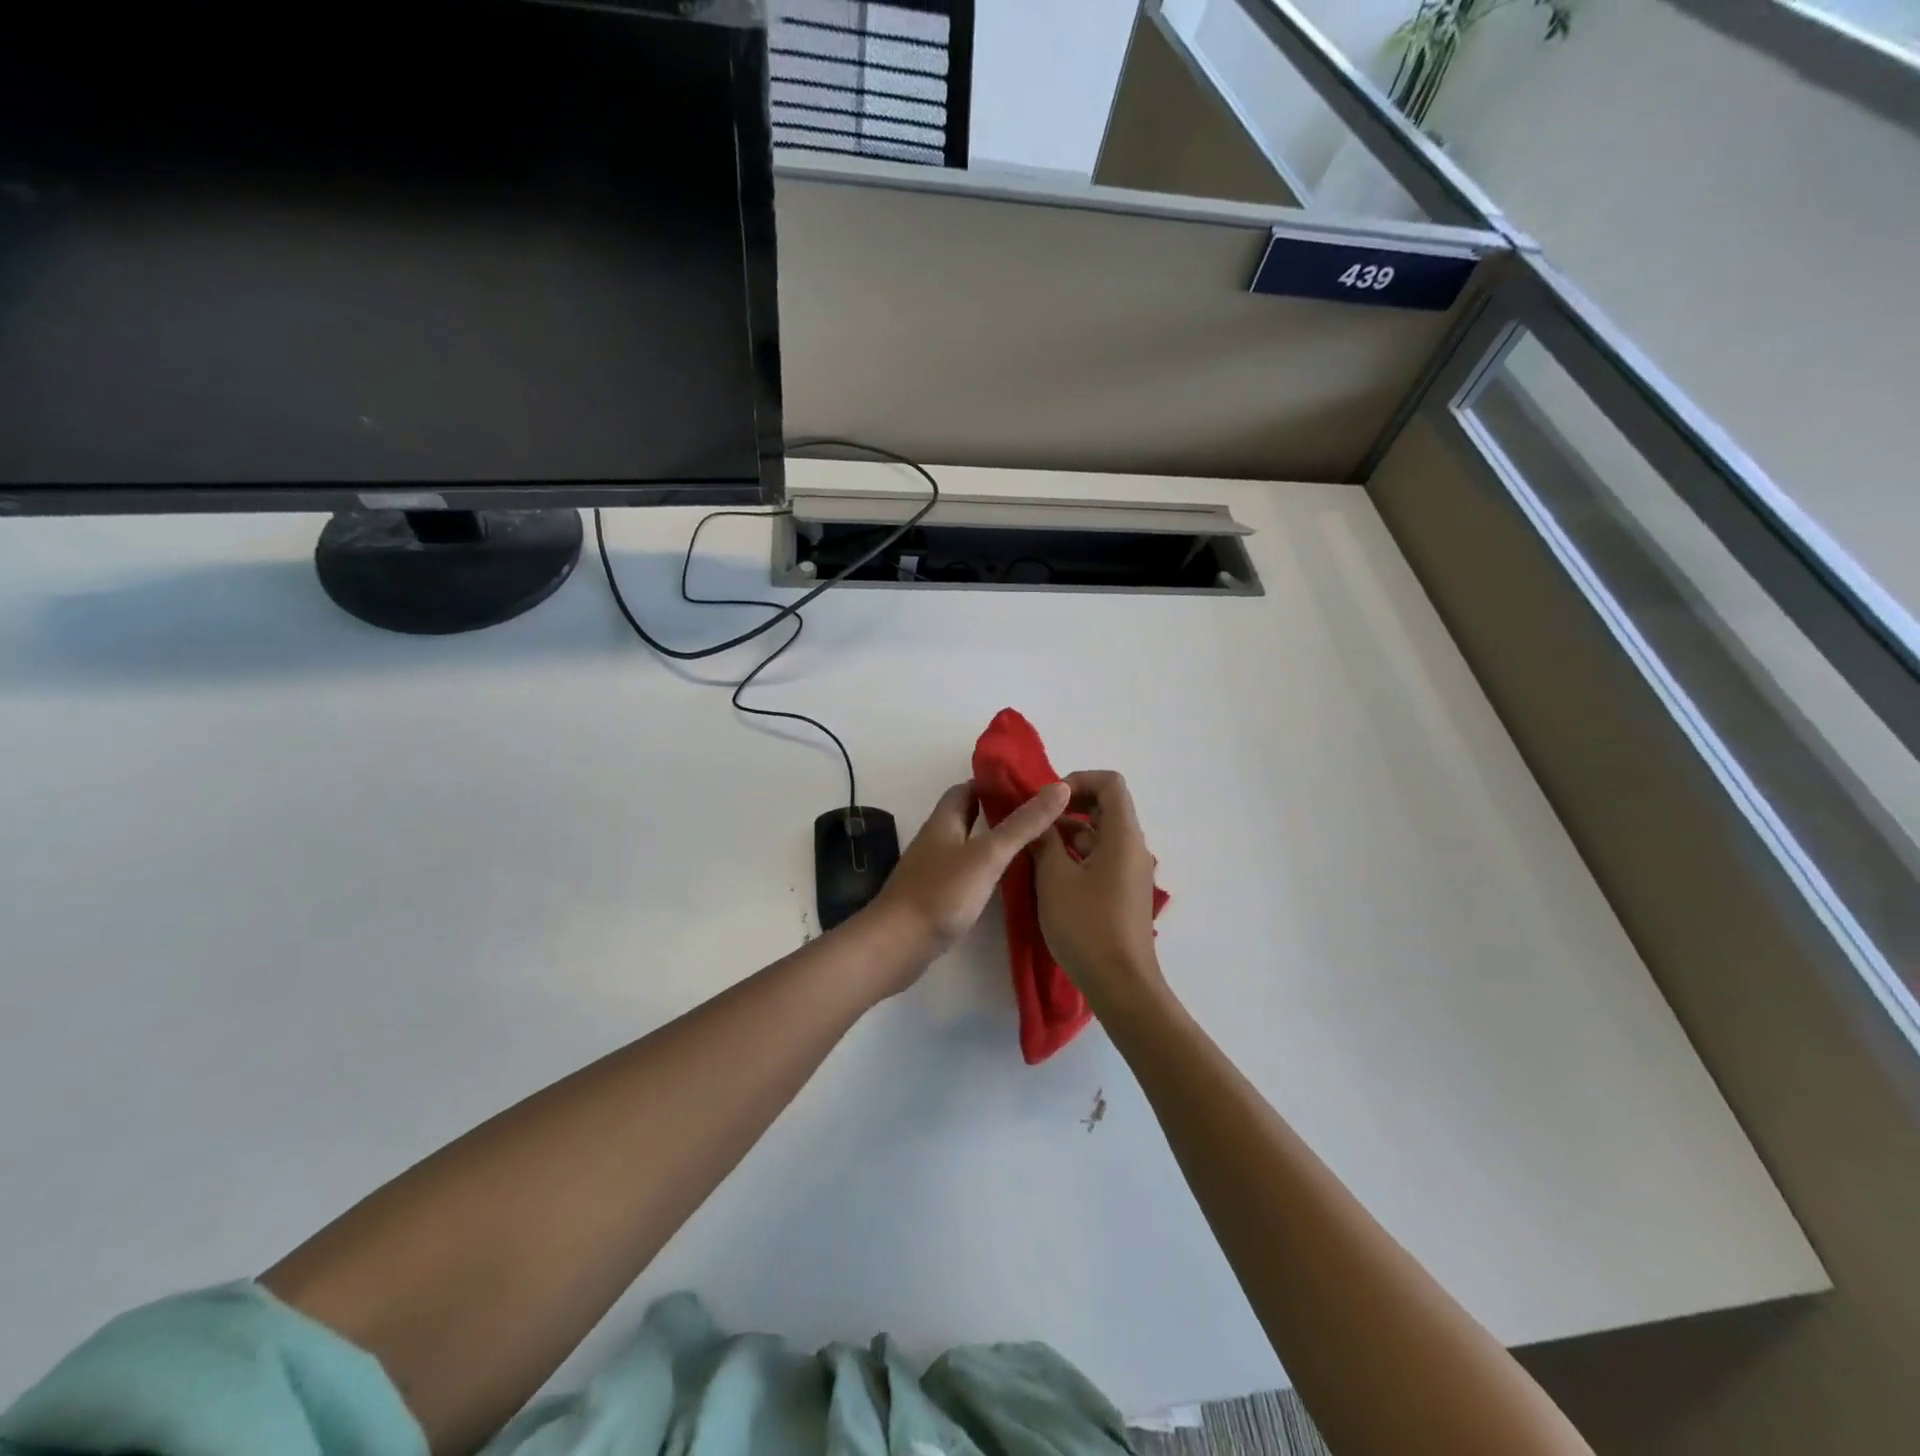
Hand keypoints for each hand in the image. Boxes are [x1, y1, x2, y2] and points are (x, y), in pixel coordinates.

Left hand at [863, 780, 1071, 982]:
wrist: (896, 945)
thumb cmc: (941, 893)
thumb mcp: (988, 855)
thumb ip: (1023, 824)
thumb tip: (1059, 787)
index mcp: (944, 819)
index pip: (968, 787)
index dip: (996, 782)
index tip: (1030, 785)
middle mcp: (937, 838)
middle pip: (968, 814)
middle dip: (999, 810)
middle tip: (1038, 815)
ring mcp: (934, 868)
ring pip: (968, 843)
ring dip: (994, 839)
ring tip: (1033, 844)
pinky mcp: (936, 895)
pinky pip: (965, 871)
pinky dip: (986, 868)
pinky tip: (1007, 880)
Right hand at [1032, 771, 1164, 1006]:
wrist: (1120, 985)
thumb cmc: (1086, 926)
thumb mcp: (1054, 878)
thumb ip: (1044, 841)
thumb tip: (1038, 820)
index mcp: (1123, 836)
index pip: (1110, 783)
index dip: (1078, 781)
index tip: (1049, 801)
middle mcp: (1133, 848)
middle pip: (1106, 808)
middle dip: (1069, 807)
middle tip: (1036, 820)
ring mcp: (1131, 873)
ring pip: (1101, 836)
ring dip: (1069, 834)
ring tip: (1035, 848)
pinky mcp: (1124, 894)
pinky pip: (1102, 859)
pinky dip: (1078, 856)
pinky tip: (1050, 874)